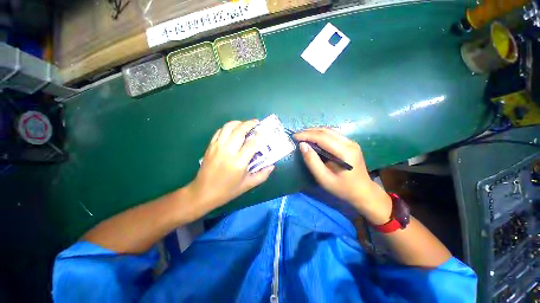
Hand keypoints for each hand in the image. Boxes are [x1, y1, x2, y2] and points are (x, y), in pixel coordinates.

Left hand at [187, 120, 273, 213]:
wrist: (203, 193)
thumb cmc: (227, 190)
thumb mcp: (247, 185)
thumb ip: (262, 175)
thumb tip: (272, 166)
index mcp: (239, 162)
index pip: (252, 143)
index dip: (260, 137)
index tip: (265, 134)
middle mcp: (228, 151)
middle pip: (240, 130)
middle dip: (250, 124)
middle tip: (256, 122)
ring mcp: (217, 147)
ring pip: (228, 127)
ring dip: (238, 123)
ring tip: (244, 124)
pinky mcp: (210, 146)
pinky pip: (219, 131)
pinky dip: (227, 128)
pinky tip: (232, 130)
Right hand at [294, 128, 391, 224]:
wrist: (363, 192)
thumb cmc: (342, 188)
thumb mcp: (324, 178)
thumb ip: (312, 161)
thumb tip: (302, 145)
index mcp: (345, 152)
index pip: (322, 137)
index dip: (307, 135)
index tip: (294, 136)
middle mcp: (349, 143)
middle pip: (326, 131)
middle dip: (309, 131)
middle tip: (297, 135)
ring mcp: (351, 142)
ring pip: (329, 131)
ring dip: (314, 132)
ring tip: (302, 136)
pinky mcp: (350, 143)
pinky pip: (332, 134)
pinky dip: (320, 135)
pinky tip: (313, 138)